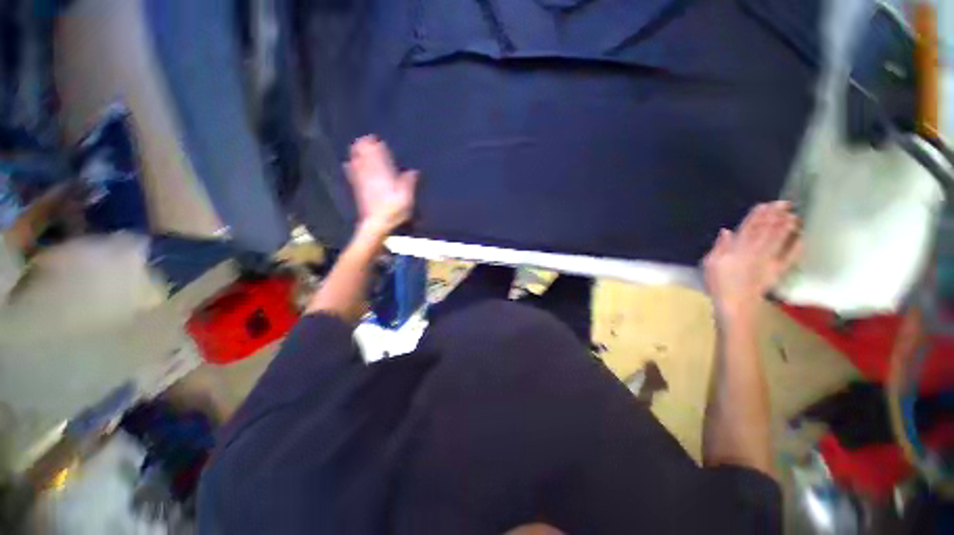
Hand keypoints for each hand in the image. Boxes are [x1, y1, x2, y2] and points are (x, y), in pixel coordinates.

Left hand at [345, 135, 418, 236]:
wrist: (376, 224)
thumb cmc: (393, 210)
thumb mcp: (406, 197)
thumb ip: (409, 183)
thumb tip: (413, 171)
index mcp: (383, 175)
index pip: (379, 157)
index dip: (377, 147)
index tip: (376, 139)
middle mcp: (371, 176)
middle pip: (366, 158)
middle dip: (365, 147)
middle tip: (365, 138)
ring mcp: (363, 183)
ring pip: (358, 164)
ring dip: (357, 154)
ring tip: (356, 146)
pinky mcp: (358, 191)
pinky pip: (352, 175)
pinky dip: (351, 167)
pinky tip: (347, 164)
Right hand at [702, 201, 801, 322]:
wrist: (735, 304)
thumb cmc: (718, 284)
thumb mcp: (710, 264)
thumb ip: (719, 247)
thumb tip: (726, 231)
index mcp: (737, 249)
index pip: (748, 228)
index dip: (757, 215)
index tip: (765, 204)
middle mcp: (754, 251)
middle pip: (766, 231)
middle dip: (775, 216)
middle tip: (785, 203)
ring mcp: (768, 261)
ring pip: (779, 240)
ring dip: (787, 226)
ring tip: (794, 215)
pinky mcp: (777, 271)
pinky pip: (789, 257)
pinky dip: (796, 247)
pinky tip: (801, 238)